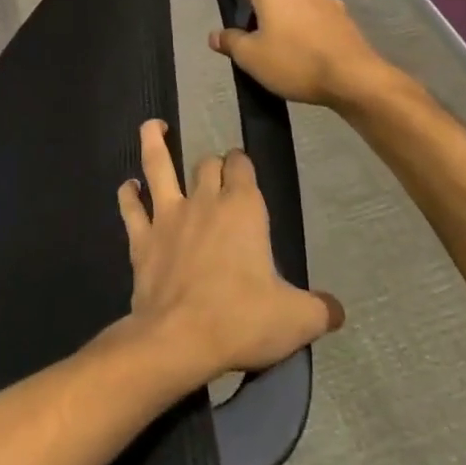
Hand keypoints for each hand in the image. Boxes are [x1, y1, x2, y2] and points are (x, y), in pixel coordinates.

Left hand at [117, 120, 342, 384]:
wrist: (180, 339)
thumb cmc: (242, 321)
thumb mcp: (298, 320)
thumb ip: (320, 309)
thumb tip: (337, 311)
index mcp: (243, 210)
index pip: (242, 167)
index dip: (243, 164)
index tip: (244, 168)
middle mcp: (203, 202)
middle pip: (206, 165)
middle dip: (213, 164)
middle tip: (217, 171)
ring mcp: (167, 216)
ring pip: (158, 165)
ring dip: (154, 142)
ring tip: (152, 125)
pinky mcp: (141, 238)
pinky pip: (131, 207)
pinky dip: (128, 194)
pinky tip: (128, 187)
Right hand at [208, 0, 395, 109]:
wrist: (354, 78)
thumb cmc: (294, 61)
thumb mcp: (250, 57)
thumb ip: (231, 42)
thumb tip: (216, 35)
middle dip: (260, 7)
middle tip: (252, 33)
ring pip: (294, 4)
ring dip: (285, 17)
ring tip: (281, 44)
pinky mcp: (343, 17)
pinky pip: (314, 17)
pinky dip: (306, 27)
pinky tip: (306, 48)